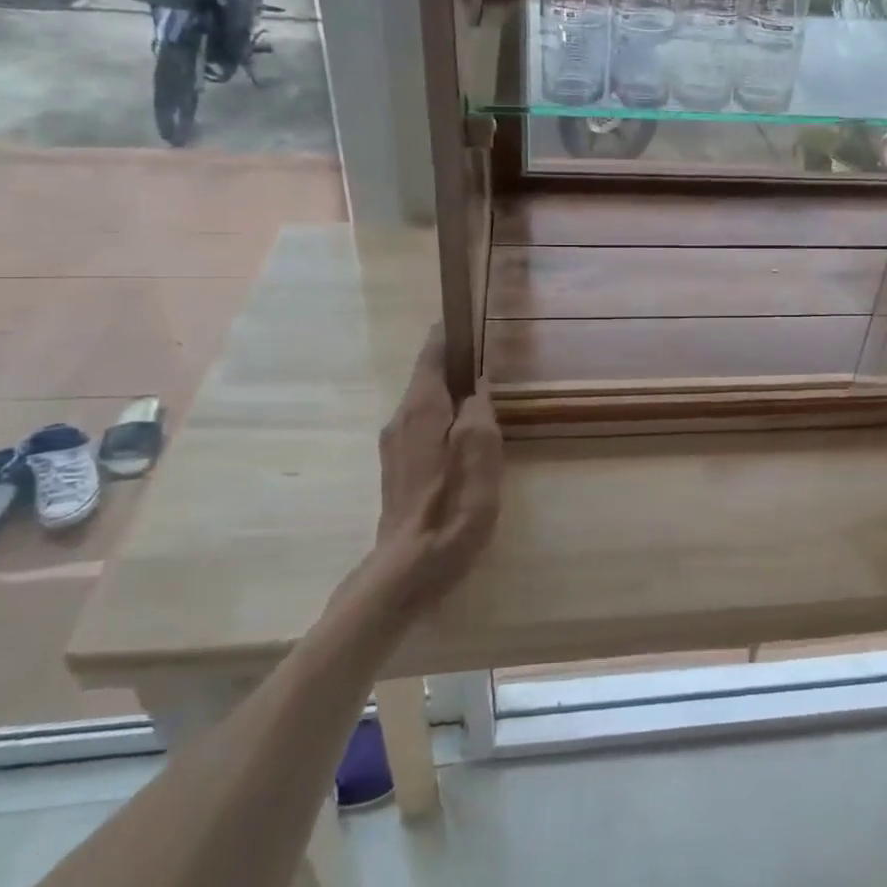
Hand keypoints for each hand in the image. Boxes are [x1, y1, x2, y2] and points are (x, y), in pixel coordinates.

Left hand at [363, 328, 501, 610]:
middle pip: (427, 377)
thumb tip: (477, 386)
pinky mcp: (399, 470)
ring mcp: (396, 446)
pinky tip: (467, 436)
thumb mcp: (481, 453)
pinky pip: (424, 428)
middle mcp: (401, 419)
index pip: (432, 353)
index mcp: (421, 408)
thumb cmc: (453, 507)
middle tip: (490, 358)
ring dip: (451, 394)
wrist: (409, 568)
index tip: (469, 318)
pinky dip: (445, 419)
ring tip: (484, 395)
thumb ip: (480, 411)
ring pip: (426, 404)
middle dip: (455, 364)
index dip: (450, 334)